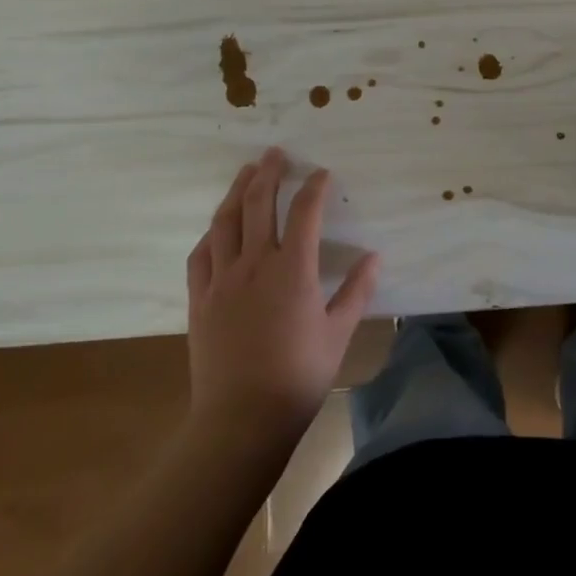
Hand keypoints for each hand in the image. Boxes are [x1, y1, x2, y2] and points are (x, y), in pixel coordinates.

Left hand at [185, 147, 378, 441]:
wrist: (240, 422)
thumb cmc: (298, 377)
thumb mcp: (338, 334)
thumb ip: (357, 292)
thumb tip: (375, 257)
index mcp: (293, 269)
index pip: (305, 211)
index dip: (314, 186)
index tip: (322, 173)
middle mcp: (255, 264)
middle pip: (258, 203)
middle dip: (269, 172)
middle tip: (276, 153)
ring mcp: (222, 280)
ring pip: (225, 221)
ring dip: (237, 191)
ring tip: (246, 172)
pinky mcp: (200, 300)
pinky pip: (201, 255)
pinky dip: (211, 233)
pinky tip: (218, 226)